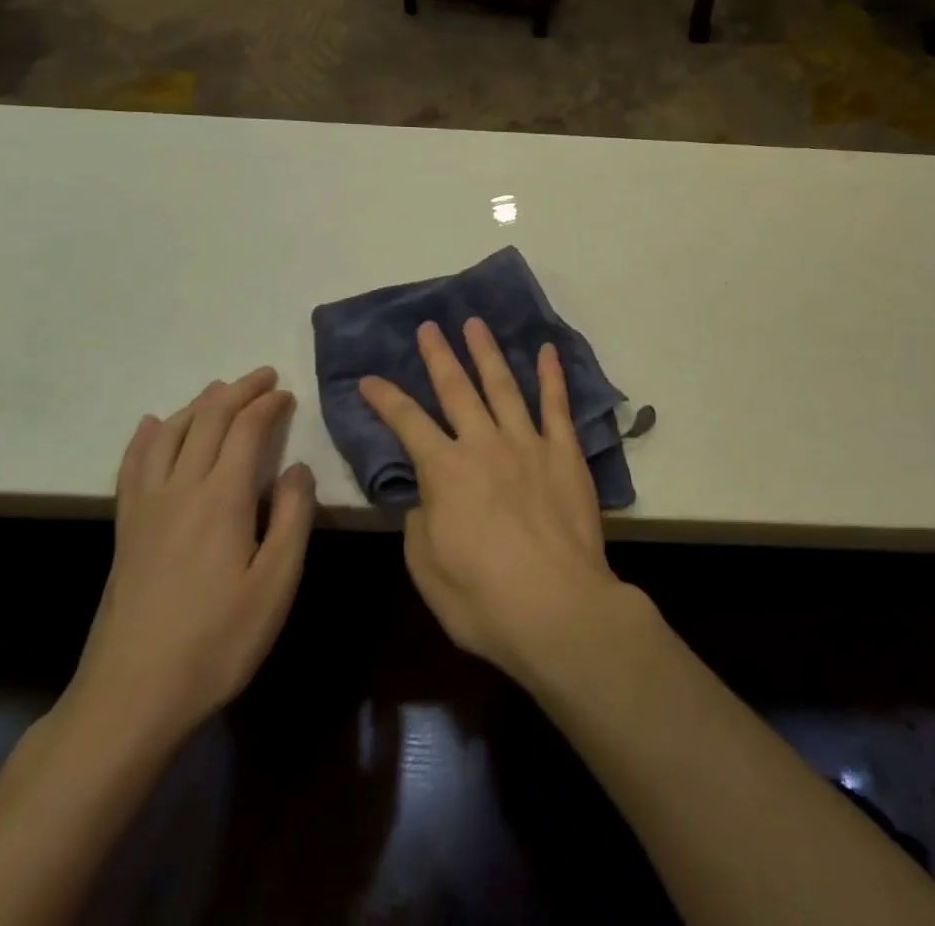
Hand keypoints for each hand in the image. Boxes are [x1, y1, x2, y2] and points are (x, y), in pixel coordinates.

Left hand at [64, 368, 316, 752]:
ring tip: (219, 390)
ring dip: (197, 405)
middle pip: (206, 421)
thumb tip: (296, 468)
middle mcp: (179, 489)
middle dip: (237, 392)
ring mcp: (145, 509)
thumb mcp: (276, 583)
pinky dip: (145, 437)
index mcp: (221, 498)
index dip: (268, 405)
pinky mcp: (125, 531)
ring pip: (168, 435)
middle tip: (263, 376)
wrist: (130, 699)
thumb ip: (292, 517)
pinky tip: (150, 425)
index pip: (245, 430)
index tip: (288, 393)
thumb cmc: (217, 642)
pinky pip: (132, 467)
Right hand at [359, 319, 632, 684]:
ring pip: (503, 386)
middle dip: (439, 356)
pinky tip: (547, 351)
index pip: (407, 423)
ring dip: (487, 352)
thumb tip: (424, 494)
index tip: (369, 377)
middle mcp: (484, 444)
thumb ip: (421, 521)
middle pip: (457, 390)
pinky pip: (557, 405)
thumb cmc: (483, 601)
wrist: (558, 609)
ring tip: (475, 324)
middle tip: (429, 327)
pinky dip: (552, 375)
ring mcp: (528, 443)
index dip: (385, 398)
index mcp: (445, 471)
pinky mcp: (565, 452)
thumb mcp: (428, 568)